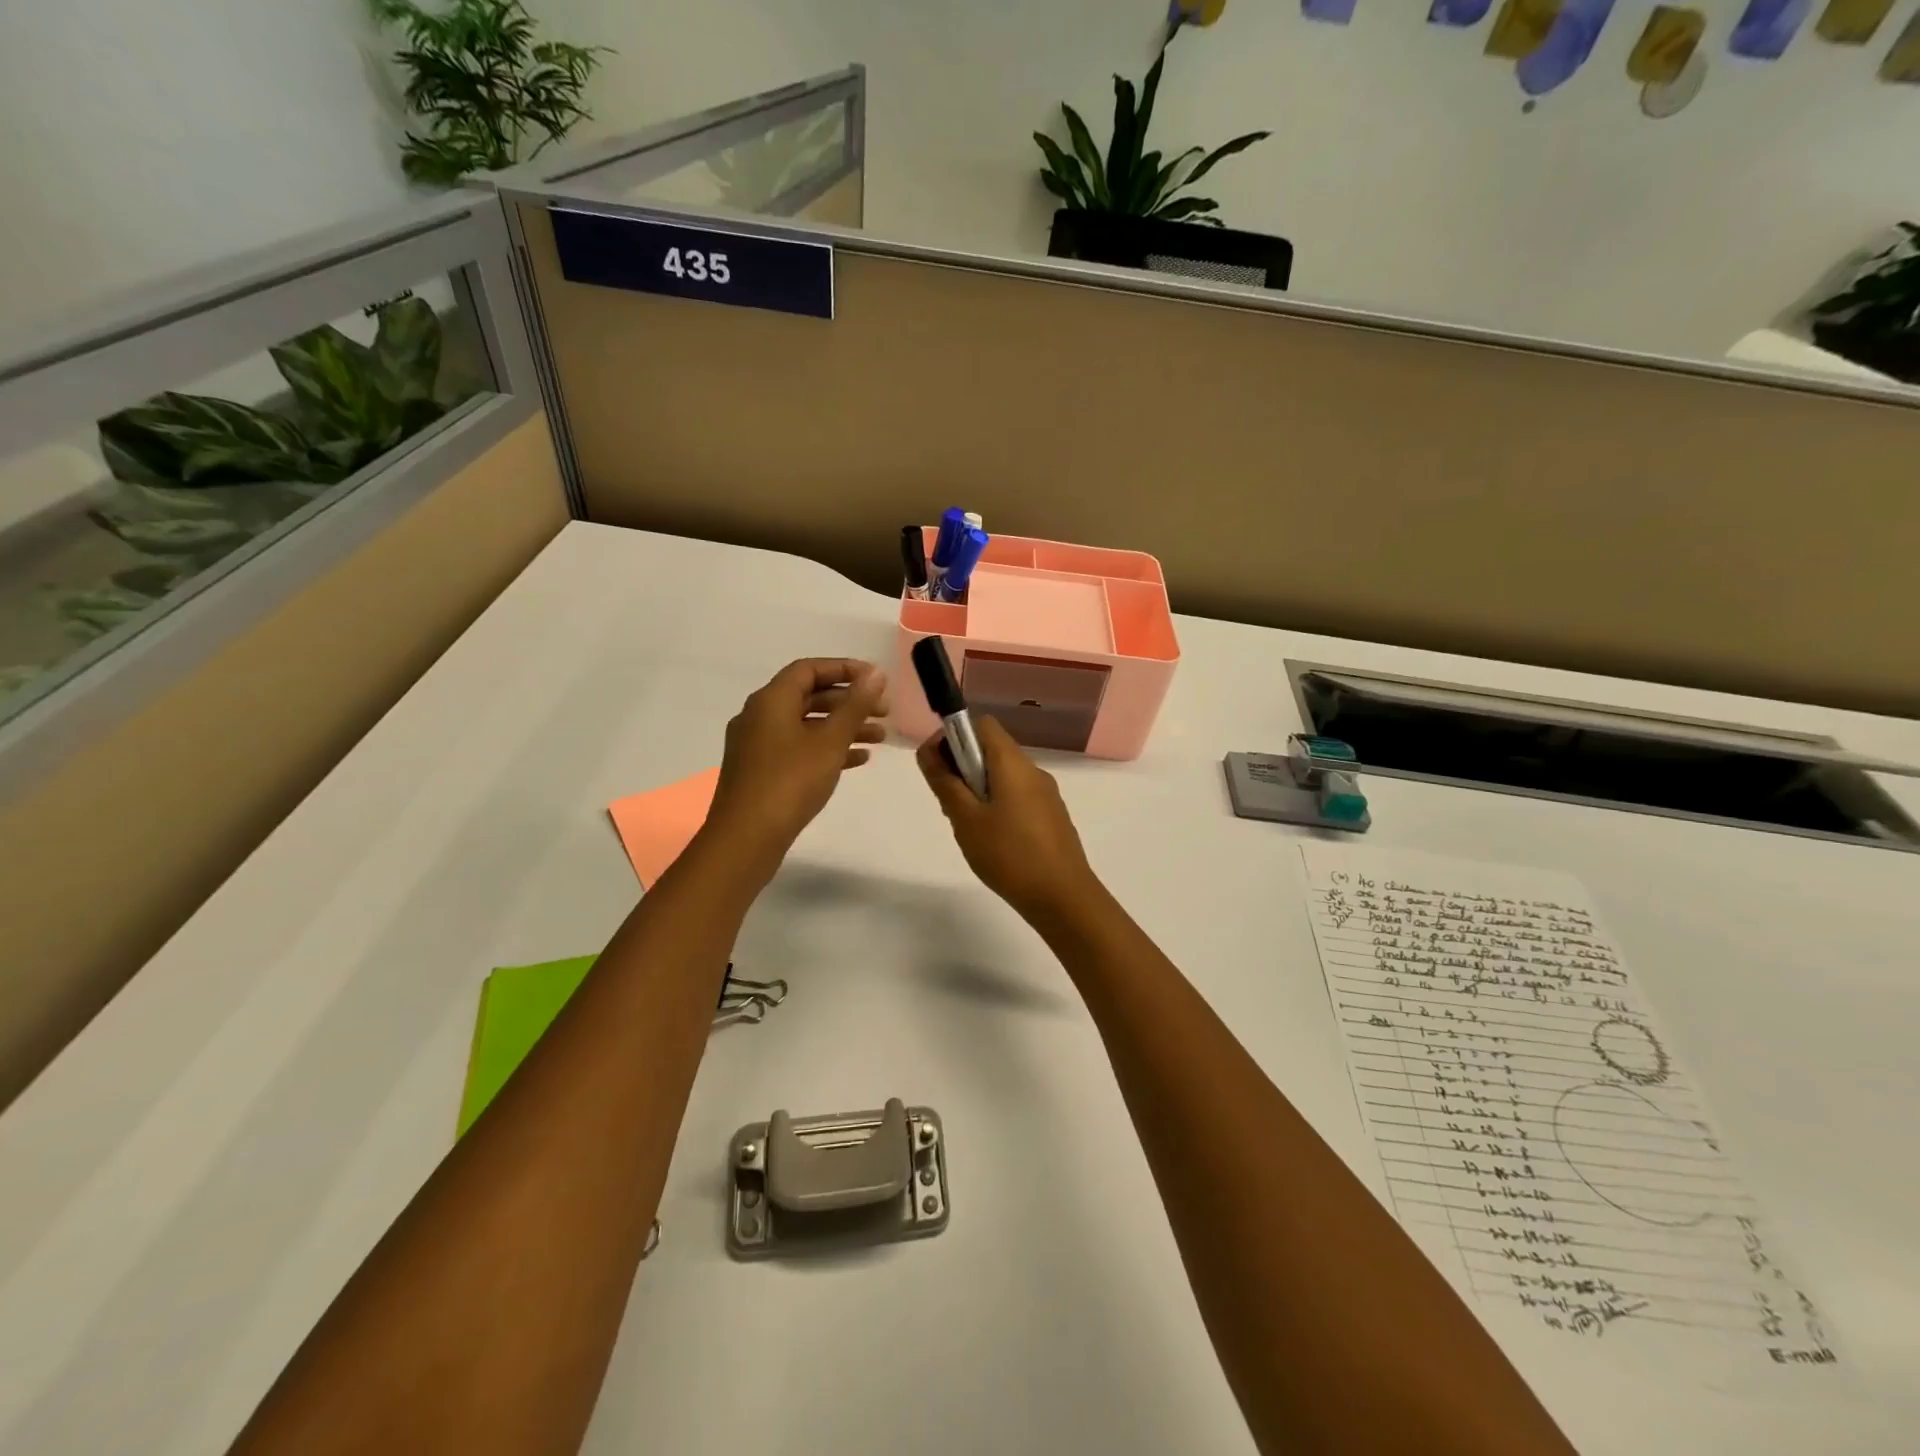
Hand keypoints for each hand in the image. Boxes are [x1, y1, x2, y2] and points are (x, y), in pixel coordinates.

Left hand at [708, 658, 889, 864]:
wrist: (746, 838)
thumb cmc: (790, 782)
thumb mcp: (830, 741)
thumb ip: (855, 706)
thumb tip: (875, 674)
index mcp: (770, 700)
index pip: (809, 669)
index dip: (844, 669)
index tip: (875, 680)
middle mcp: (759, 716)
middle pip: (809, 696)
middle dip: (849, 702)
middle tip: (884, 711)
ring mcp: (757, 745)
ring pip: (806, 725)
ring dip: (842, 727)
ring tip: (880, 738)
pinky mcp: (761, 772)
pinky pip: (799, 748)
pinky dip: (827, 749)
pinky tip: (857, 760)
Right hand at [915, 714, 1100, 918]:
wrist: (1063, 897)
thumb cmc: (1009, 854)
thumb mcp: (966, 819)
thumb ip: (944, 782)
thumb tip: (927, 750)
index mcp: (1012, 763)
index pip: (981, 724)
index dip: (953, 736)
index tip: (936, 766)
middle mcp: (1032, 770)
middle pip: (991, 750)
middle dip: (962, 767)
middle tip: (947, 804)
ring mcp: (1046, 793)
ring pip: (1003, 775)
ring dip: (978, 789)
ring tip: (966, 826)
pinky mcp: (1051, 816)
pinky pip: (1017, 796)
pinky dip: (997, 804)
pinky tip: (990, 839)